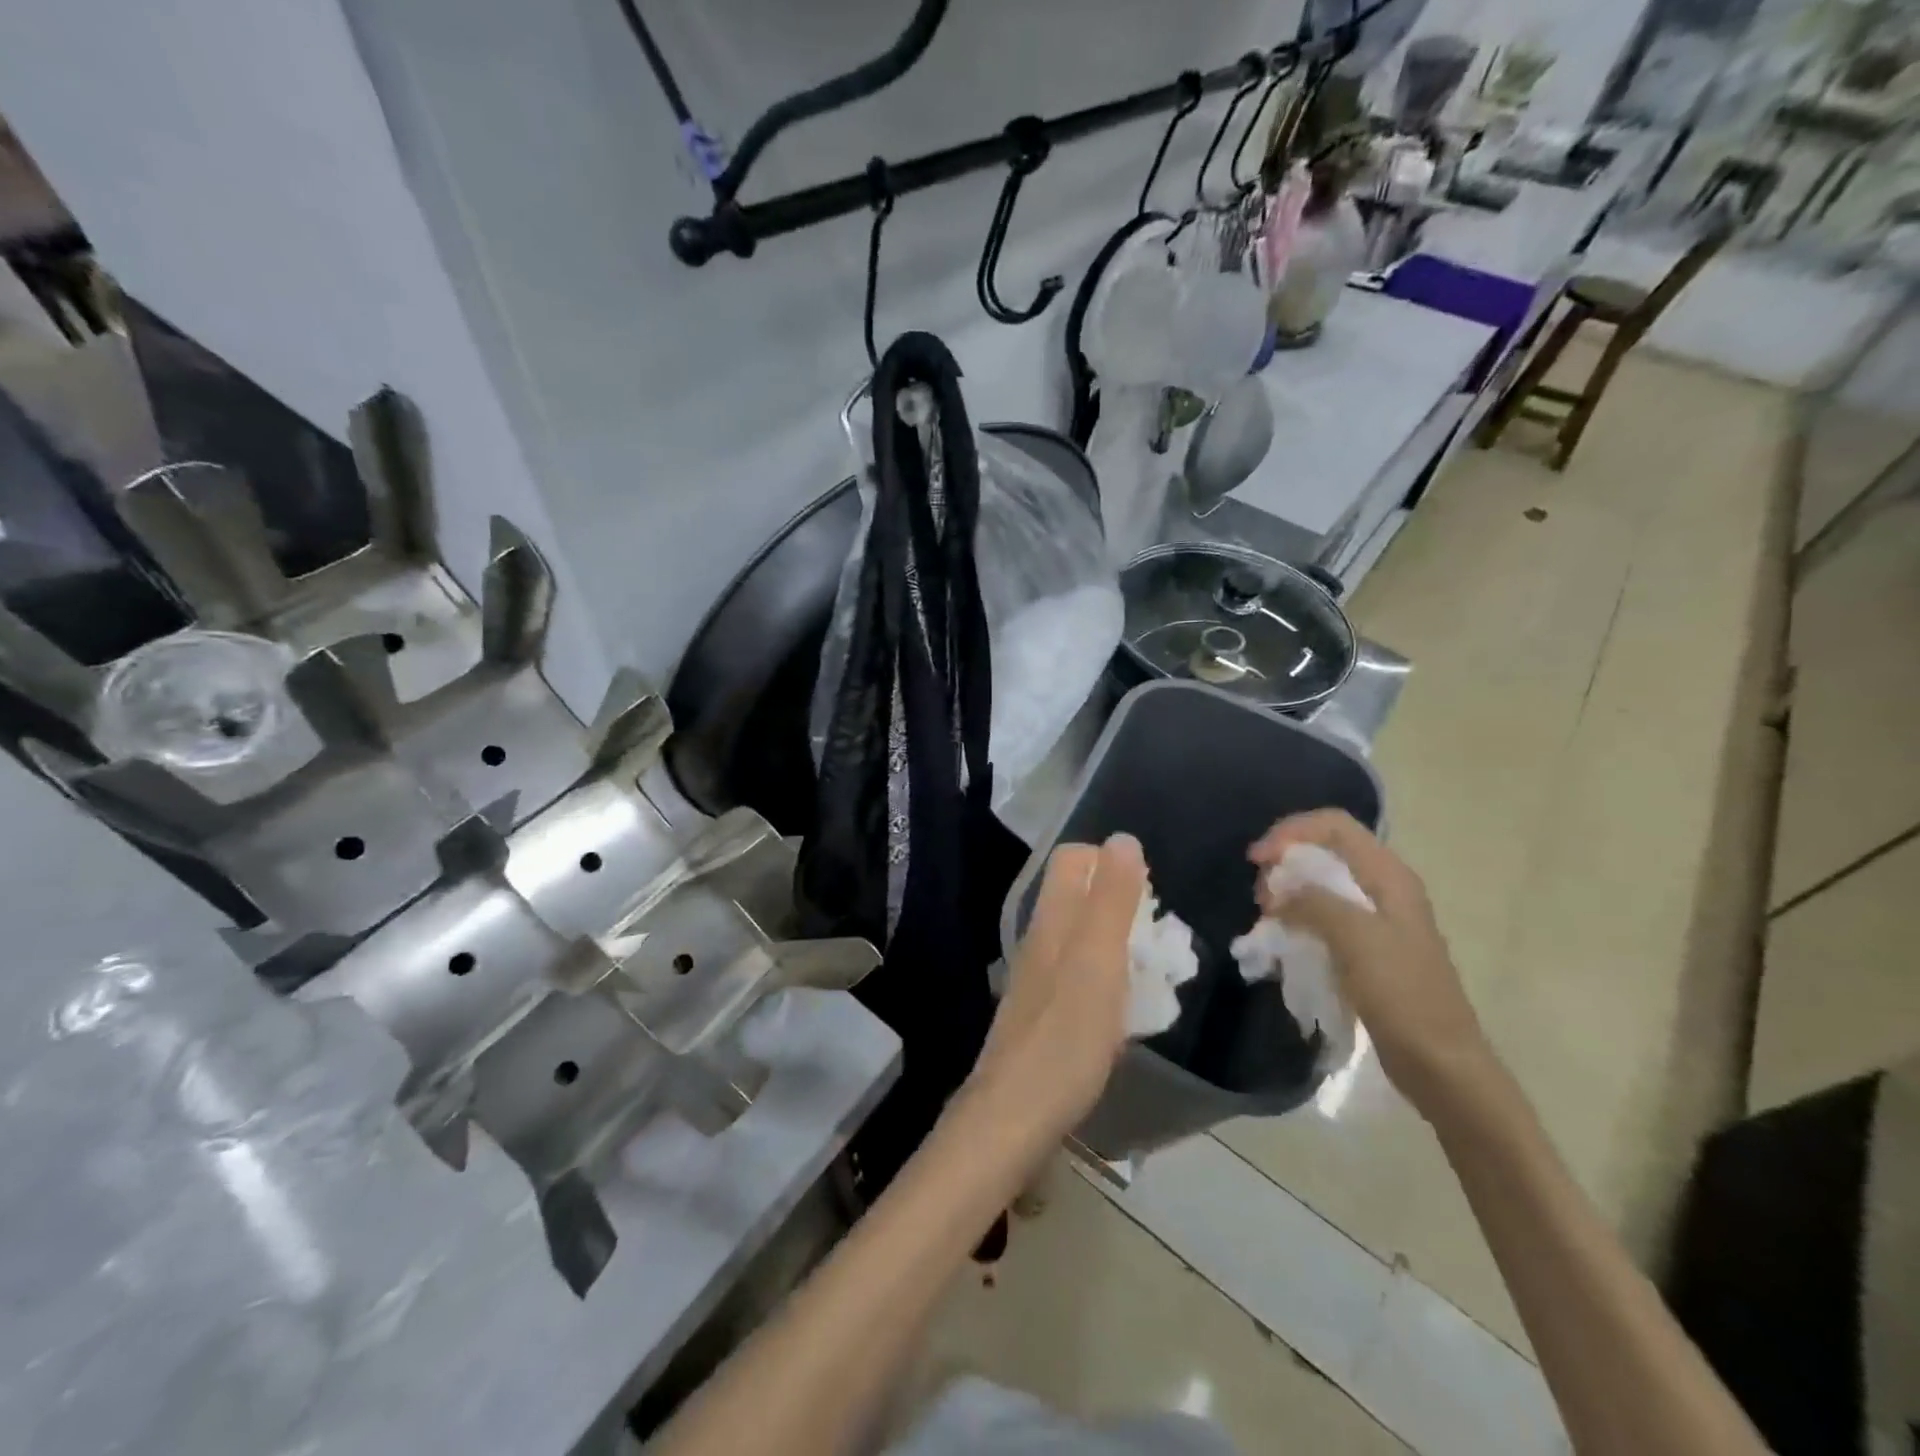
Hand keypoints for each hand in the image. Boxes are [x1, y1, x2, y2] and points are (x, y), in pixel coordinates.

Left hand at [965, 835, 1145, 1142]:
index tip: (1149, 889)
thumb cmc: (1065, 1036)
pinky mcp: (1043, 1013)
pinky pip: (1081, 976)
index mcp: (1052, 920)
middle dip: (1122, 902)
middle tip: (1160, 936)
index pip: (1072, 859)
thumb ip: (1111, 900)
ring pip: (1081, 937)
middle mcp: (1040, 940)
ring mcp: (1038, 978)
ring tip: (1155, 971)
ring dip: (1119, 942)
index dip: (1110, 859)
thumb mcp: (1098, 961)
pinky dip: (1109, 978)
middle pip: (1078, 896)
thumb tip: (1122, 839)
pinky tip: (1128, 1010)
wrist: (1014, 1114)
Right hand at [1250, 810, 1495, 1117]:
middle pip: (1325, 852)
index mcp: (1389, 877)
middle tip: (1261, 897)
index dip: (1291, 832)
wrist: (1441, 1064)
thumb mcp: (1356, 939)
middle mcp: (1384, 889)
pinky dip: (1299, 920)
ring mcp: (1377, 921)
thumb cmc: (1403, 995)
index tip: (1258, 860)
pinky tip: (1283, 941)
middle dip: (1286, 864)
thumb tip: (1280, 891)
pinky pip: (1325, 918)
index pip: (1334, 826)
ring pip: (1321, 886)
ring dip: (1289, 894)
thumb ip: (1314, 902)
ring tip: (1267, 921)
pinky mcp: (1368, 950)